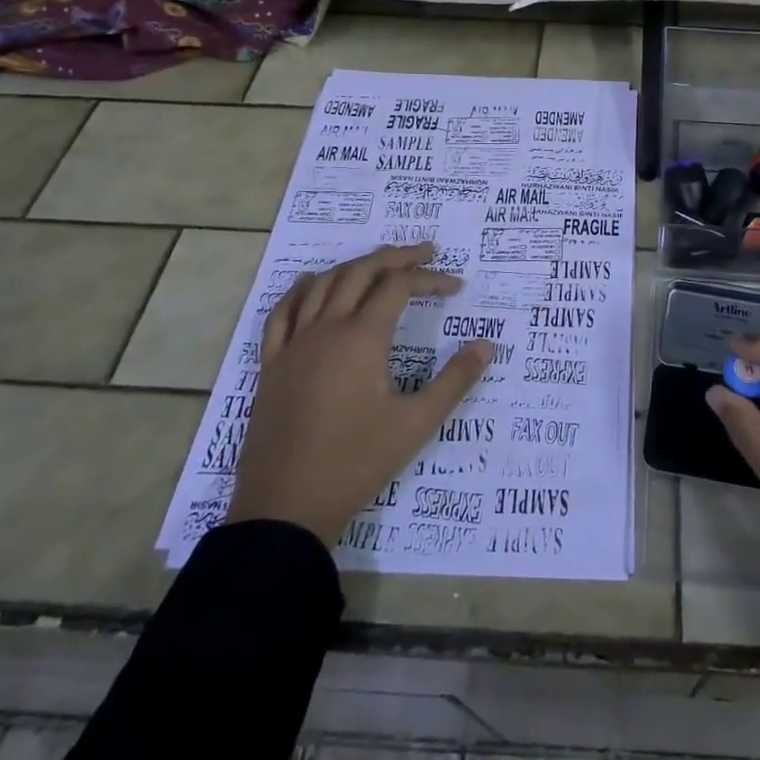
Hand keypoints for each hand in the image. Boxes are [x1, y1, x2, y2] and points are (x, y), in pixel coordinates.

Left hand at [225, 242, 492, 543]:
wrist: (287, 508)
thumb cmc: (357, 463)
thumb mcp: (417, 424)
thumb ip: (455, 380)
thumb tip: (487, 345)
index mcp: (362, 338)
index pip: (399, 287)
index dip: (430, 279)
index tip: (456, 287)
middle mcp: (326, 329)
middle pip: (361, 272)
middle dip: (396, 257)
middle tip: (425, 252)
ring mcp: (294, 345)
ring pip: (323, 284)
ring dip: (354, 266)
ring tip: (380, 263)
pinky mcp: (272, 365)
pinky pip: (282, 313)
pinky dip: (301, 290)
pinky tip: (312, 284)